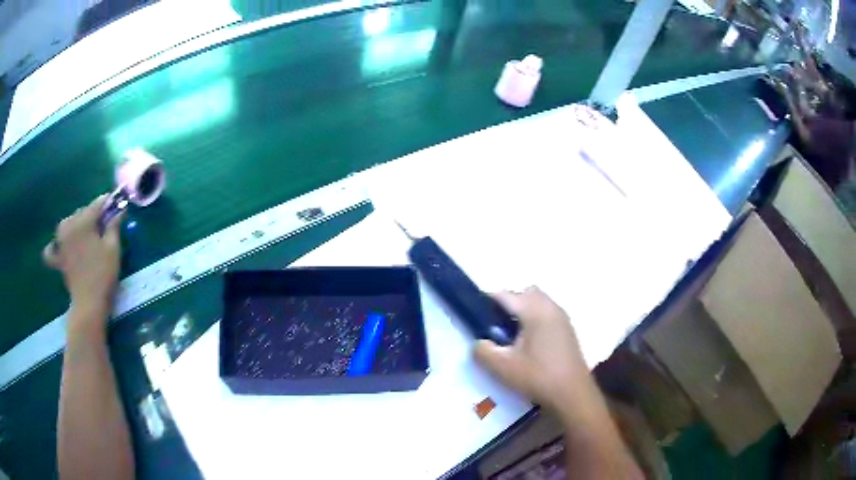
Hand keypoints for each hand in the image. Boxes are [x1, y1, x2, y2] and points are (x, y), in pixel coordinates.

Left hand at [44, 195, 121, 320]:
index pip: (98, 203)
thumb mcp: (113, 247)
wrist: (88, 304)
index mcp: (83, 220)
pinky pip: (52, 247)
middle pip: (83, 212)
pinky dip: (54, 246)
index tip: (118, 209)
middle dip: (93, 217)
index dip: (109, 205)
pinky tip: (59, 248)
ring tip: (87, 238)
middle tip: (104, 229)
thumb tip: (120, 208)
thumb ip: (114, 224)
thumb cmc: (103, 274)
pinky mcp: (57, 257)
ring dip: (78, 227)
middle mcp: (68, 225)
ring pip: (70, 224)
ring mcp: (60, 241)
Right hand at [474, 287, 595, 414]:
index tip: (475, 314)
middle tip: (496, 326)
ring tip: (512, 336)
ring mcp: (562, 317)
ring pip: (538, 302)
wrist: (572, 393)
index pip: (505, 295)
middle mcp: (550, 307)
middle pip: (525, 293)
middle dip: (509, 304)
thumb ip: (483, 351)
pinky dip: (536, 319)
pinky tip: (530, 344)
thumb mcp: (503, 367)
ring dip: (524, 311)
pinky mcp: (568, 329)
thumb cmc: (538, 376)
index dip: (487, 301)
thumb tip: (478, 342)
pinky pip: (548, 313)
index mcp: (534, 311)